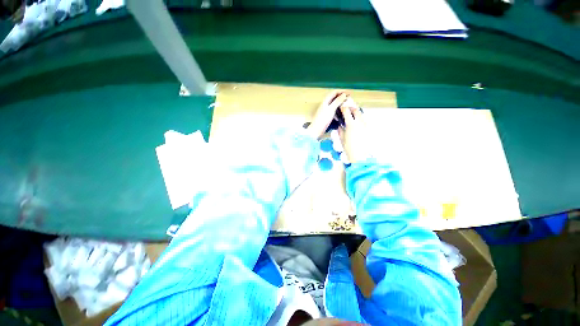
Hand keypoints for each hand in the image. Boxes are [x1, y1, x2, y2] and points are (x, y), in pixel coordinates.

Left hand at [306, 91, 347, 138]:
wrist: (316, 130)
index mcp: (325, 101)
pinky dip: (337, 110)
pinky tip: (341, 113)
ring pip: (334, 104)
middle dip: (341, 97)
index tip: (349, 93)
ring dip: (340, 103)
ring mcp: (325, 110)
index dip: (342, 91)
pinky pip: (333, 110)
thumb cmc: (323, 119)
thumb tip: (344, 94)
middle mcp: (325, 104)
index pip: (334, 92)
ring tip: (346, 105)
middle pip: (334, 97)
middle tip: (349, 99)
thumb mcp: (331, 109)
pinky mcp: (326, 115)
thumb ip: (337, 101)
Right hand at [338, 99, 372, 163]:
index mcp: (351, 124)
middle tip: (347, 110)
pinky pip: (364, 120)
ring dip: (356, 113)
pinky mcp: (368, 129)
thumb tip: (339, 125)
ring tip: (352, 115)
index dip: (343, 108)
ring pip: (361, 114)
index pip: (347, 112)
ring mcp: (365, 125)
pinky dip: (360, 119)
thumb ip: (340, 130)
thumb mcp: (342, 139)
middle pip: (356, 110)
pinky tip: (356, 123)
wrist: (361, 155)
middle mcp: (359, 122)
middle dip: (351, 108)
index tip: (341, 107)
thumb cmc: (349, 148)